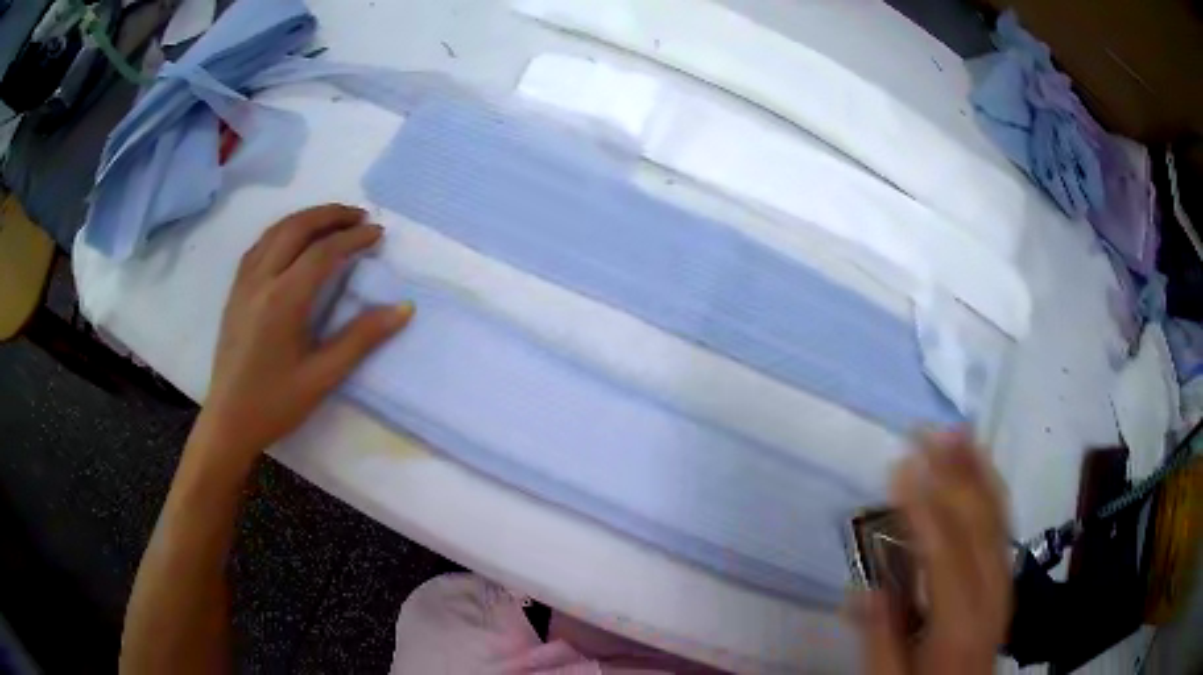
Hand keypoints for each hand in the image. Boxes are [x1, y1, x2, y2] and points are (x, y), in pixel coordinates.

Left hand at [194, 204, 413, 471]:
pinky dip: (283, 231)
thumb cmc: (276, 403)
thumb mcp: (323, 377)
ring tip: (332, 221)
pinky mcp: (235, 291)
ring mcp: (244, 283)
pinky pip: (260, 245)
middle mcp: (261, 280)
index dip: (353, 237)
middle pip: (297, 228)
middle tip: (360, 217)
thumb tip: (403, 308)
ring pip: (275, 231)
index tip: (378, 233)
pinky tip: (294, 240)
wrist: (228, 420)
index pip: (323, 252)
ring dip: (307, 218)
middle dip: (331, 215)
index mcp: (283, 300)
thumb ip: (362, 338)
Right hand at [855, 430, 1011, 674]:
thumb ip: (880, 636)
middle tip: (927, 430)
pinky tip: (982, 465)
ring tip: (958, 430)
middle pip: (977, 524)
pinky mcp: (1006, 574)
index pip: (943, 554)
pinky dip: (993, 488)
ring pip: (996, 516)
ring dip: (977, 469)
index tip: (902, 464)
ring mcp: (1005, 579)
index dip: (923, 507)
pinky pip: (1003, 524)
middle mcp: (990, 593)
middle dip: (954, 472)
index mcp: (958, 622)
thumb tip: (862, 589)